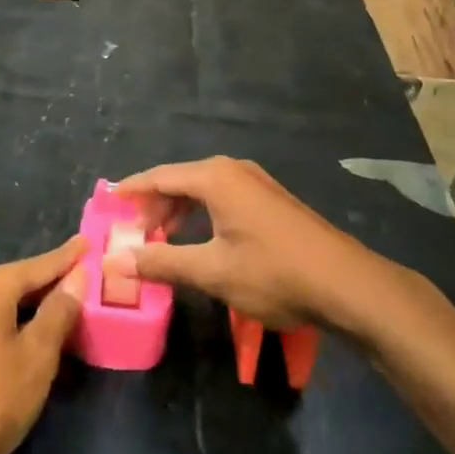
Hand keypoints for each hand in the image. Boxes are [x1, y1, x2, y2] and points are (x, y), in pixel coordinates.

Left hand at [0, 236, 86, 453]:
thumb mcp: (37, 355)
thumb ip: (59, 311)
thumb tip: (76, 277)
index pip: (41, 264)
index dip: (68, 257)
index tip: (88, 241)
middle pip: (22, 281)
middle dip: (53, 283)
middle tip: (86, 281)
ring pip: (7, 303)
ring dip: (36, 307)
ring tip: (68, 309)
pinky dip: (17, 323)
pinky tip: (34, 337)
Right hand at [113, 157, 367, 330]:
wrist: (346, 283)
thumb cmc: (274, 273)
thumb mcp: (212, 272)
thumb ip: (162, 263)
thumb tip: (117, 263)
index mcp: (215, 178)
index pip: (160, 177)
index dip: (132, 190)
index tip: (108, 202)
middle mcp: (233, 170)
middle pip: (181, 179)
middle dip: (154, 204)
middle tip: (133, 231)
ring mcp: (256, 183)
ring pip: (203, 189)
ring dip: (179, 210)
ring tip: (160, 237)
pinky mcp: (271, 200)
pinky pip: (223, 197)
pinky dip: (202, 214)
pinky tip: (200, 240)